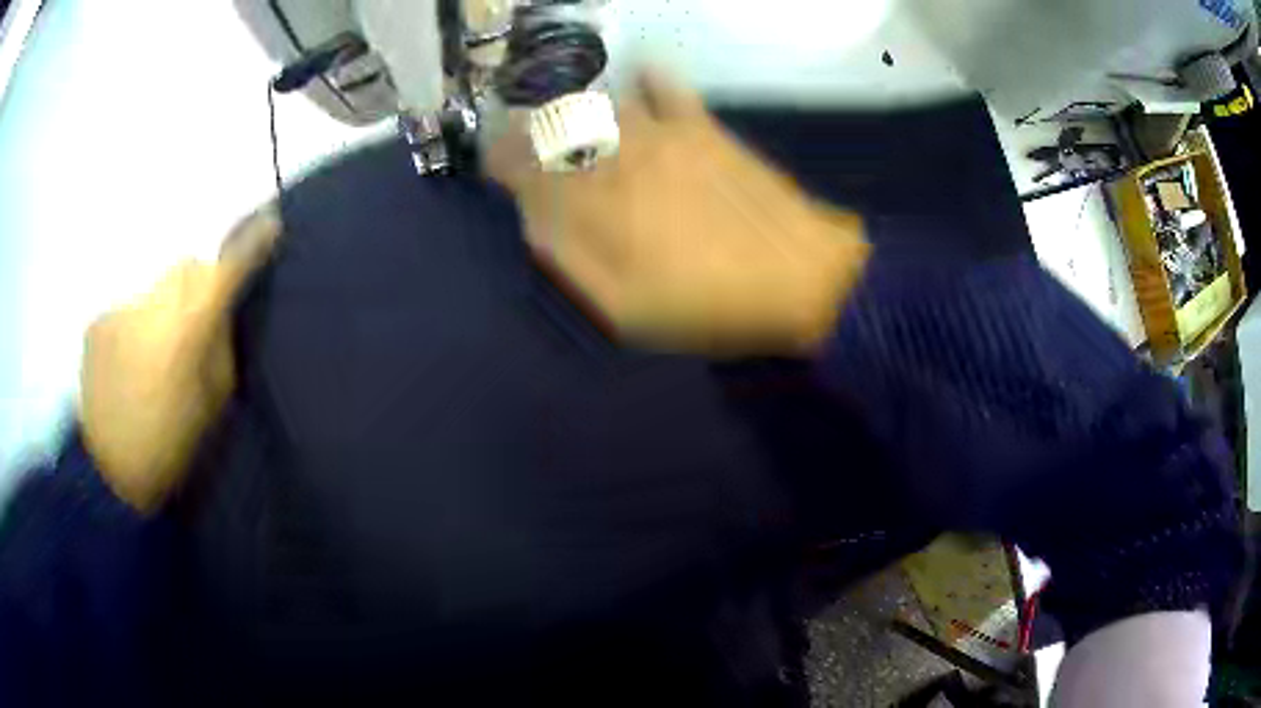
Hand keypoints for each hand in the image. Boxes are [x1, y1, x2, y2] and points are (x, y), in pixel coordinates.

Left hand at [79, 206, 281, 512]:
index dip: (251, 244)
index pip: (226, 270)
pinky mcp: (98, 321)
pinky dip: (136, 327)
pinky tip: (129, 363)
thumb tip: (222, 312)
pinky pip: (129, 309)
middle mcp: (154, 306)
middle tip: (196, 324)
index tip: (271, 224)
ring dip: (165, 308)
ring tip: (156, 353)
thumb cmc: (170, 450)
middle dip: (198, 285)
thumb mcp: (213, 407)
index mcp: (188, 332)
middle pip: (187, 269)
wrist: (109, 474)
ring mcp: (121, 310)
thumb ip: (221, 349)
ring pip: (157, 288)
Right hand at [486, 70, 869, 354]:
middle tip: (531, 151)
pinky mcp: (700, 126)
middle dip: (531, 135)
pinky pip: (663, 84)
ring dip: (576, 112)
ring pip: (598, 103)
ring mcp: (661, 134)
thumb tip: (532, 215)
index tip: (496, 169)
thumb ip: (567, 257)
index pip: (522, 165)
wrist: (799, 278)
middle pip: (554, 127)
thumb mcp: (624, 308)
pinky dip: (645, 80)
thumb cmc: (708, 305)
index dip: (501, 161)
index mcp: (592, 205)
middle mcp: (617, 157)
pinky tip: (639, 87)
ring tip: (577, 127)